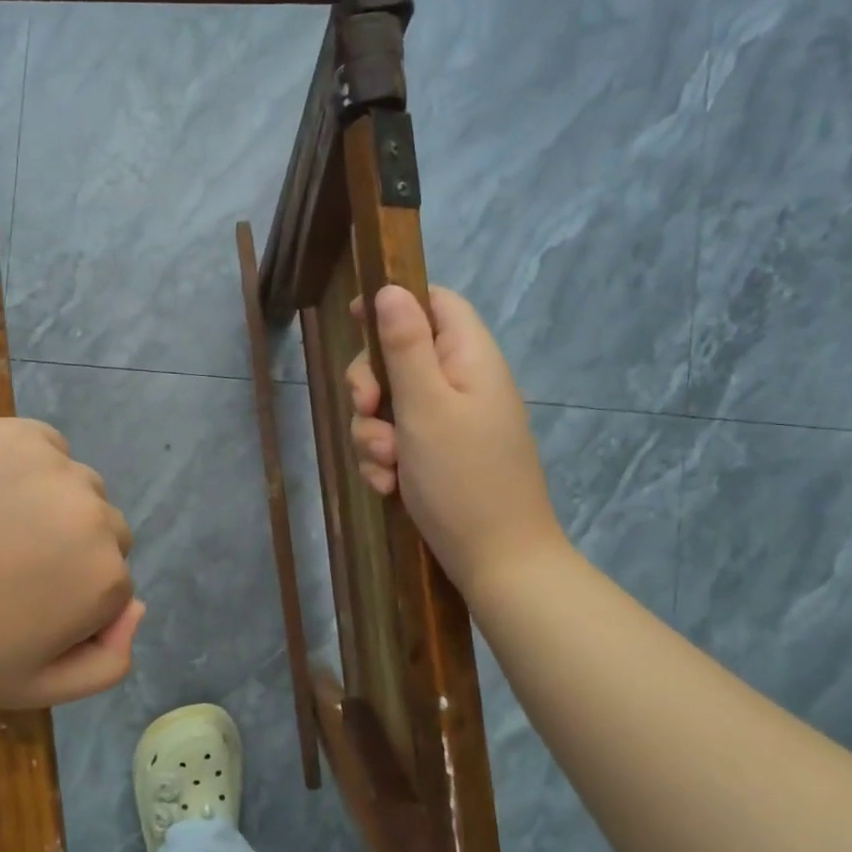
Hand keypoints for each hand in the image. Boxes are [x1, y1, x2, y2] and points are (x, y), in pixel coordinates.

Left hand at [0, 418, 142, 707]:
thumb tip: (138, 609)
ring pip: (80, 491)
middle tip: (5, 570)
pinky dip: (30, 470)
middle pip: (105, 536)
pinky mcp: (18, 431)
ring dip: (54, 509)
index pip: (113, 591)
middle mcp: (96, 513)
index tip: (20, 614)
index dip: (70, 607)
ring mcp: (57, 465)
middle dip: (71, 555)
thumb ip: (105, 664)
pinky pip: (48, 451)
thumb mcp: (28, 687)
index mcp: (104, 577)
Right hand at [347, 285, 565, 598]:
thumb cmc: (463, 478)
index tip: (353, 321)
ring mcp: (452, 423)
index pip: (435, 302)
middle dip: (372, 385)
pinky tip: (388, 487)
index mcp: (470, 358)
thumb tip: (389, 289)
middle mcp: (463, 384)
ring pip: (391, 405)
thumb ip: (405, 346)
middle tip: (367, 410)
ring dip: (373, 432)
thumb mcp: (426, 406)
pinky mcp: (440, 457)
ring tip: (385, 466)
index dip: (393, 303)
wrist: (497, 562)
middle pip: (401, 356)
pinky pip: (399, 442)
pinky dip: (386, 460)